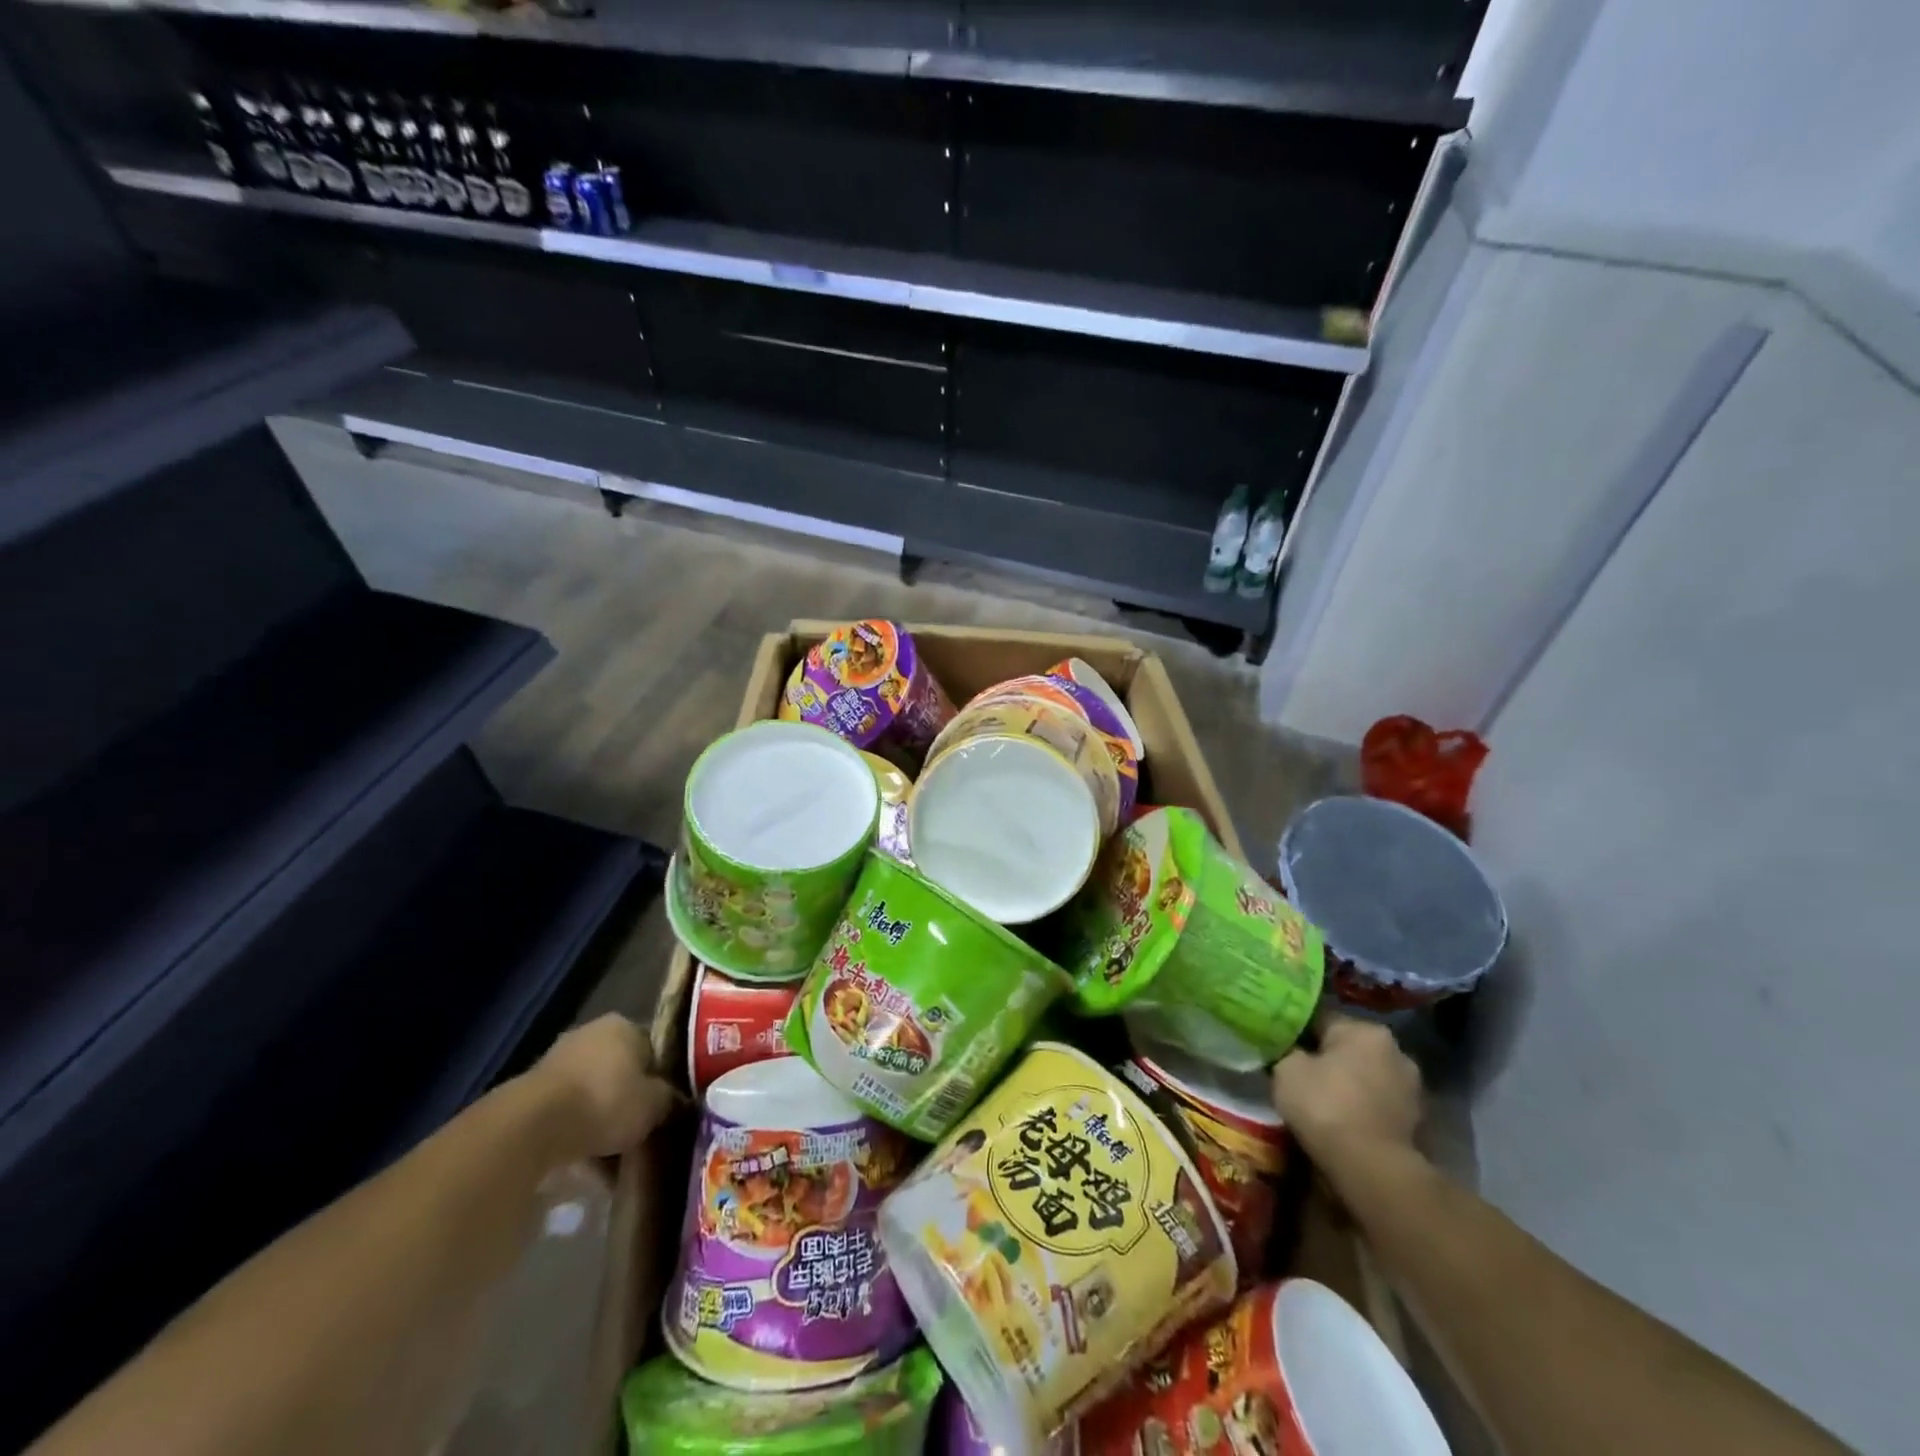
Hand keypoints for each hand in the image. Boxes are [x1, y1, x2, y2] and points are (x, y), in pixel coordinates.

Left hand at [532, 1014, 680, 1158]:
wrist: (534, 1127)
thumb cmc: (606, 1102)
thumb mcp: (654, 1104)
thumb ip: (669, 1098)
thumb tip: (674, 1100)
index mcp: (625, 1025)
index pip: (653, 1048)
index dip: (661, 1078)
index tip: (664, 1107)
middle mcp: (591, 1033)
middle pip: (621, 1070)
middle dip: (628, 1099)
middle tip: (639, 1132)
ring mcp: (558, 1059)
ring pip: (593, 1091)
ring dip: (601, 1117)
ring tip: (612, 1156)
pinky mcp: (532, 1090)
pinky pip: (567, 1110)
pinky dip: (577, 1130)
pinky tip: (585, 1160)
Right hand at [1271, 1014, 1422, 1172]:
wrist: (1370, 1167)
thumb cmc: (1325, 1105)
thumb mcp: (1286, 1069)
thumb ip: (1289, 1052)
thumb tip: (1293, 1052)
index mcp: (1365, 1029)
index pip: (1322, 1019)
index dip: (1297, 1032)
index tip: (1281, 1047)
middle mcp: (1396, 1050)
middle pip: (1349, 1048)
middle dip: (1328, 1058)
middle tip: (1300, 1073)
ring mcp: (1411, 1088)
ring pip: (1366, 1076)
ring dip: (1348, 1083)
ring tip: (1321, 1100)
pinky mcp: (1416, 1121)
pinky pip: (1377, 1103)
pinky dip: (1362, 1108)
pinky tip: (1342, 1120)